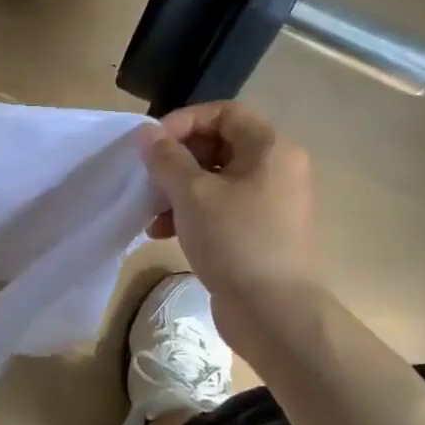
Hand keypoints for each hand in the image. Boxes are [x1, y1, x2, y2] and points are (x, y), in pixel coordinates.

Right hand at [140, 101, 317, 308]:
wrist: (273, 312)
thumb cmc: (235, 240)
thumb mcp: (192, 193)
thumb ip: (166, 158)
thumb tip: (147, 133)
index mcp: (270, 149)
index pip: (224, 112)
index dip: (184, 121)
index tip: (153, 144)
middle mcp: (277, 169)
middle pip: (218, 145)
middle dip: (177, 160)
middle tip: (150, 178)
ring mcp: (271, 202)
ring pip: (216, 179)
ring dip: (178, 189)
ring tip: (152, 213)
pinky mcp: (261, 231)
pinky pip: (222, 207)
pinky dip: (192, 212)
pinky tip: (163, 233)